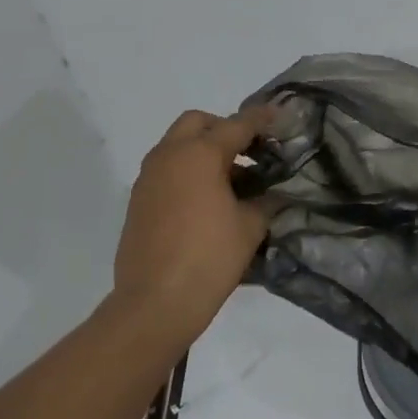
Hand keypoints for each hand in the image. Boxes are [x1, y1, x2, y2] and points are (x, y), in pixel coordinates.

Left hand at [114, 107, 273, 343]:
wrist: (154, 303)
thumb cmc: (209, 258)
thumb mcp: (250, 227)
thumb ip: (265, 201)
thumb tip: (271, 194)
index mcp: (199, 154)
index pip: (237, 125)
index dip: (262, 119)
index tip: (279, 115)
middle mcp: (169, 156)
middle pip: (198, 123)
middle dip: (225, 129)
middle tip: (250, 151)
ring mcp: (148, 178)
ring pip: (178, 146)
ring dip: (204, 151)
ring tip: (234, 181)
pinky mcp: (138, 202)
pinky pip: (167, 171)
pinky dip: (188, 172)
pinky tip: (208, 202)